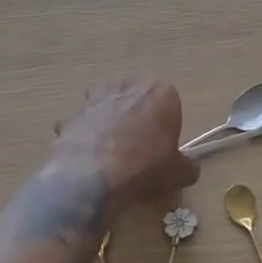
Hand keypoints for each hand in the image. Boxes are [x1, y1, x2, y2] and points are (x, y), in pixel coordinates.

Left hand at [52, 80, 198, 209]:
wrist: (93, 176)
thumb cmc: (145, 167)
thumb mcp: (178, 173)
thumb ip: (187, 166)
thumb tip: (188, 169)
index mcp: (161, 93)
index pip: (169, 101)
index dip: (166, 124)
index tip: (162, 146)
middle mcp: (129, 86)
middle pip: (136, 97)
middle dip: (136, 115)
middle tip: (137, 145)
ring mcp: (97, 97)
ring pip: (107, 103)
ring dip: (108, 118)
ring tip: (110, 148)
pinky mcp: (73, 113)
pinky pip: (82, 122)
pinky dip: (83, 135)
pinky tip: (86, 157)